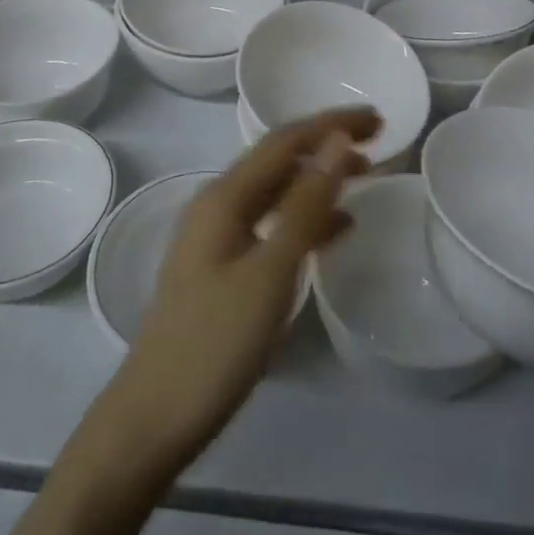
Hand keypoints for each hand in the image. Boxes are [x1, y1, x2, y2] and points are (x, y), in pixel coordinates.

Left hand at [92, 108, 380, 483]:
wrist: (155, 416)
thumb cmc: (215, 343)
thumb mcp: (270, 272)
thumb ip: (306, 206)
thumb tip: (337, 144)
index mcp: (224, 197)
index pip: (285, 141)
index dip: (331, 124)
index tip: (378, 118)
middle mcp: (217, 205)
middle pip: (279, 159)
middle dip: (326, 144)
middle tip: (378, 141)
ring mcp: (217, 237)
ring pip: (276, 191)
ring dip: (319, 179)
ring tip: (366, 176)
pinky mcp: (222, 268)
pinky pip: (271, 225)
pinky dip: (306, 218)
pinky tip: (336, 229)